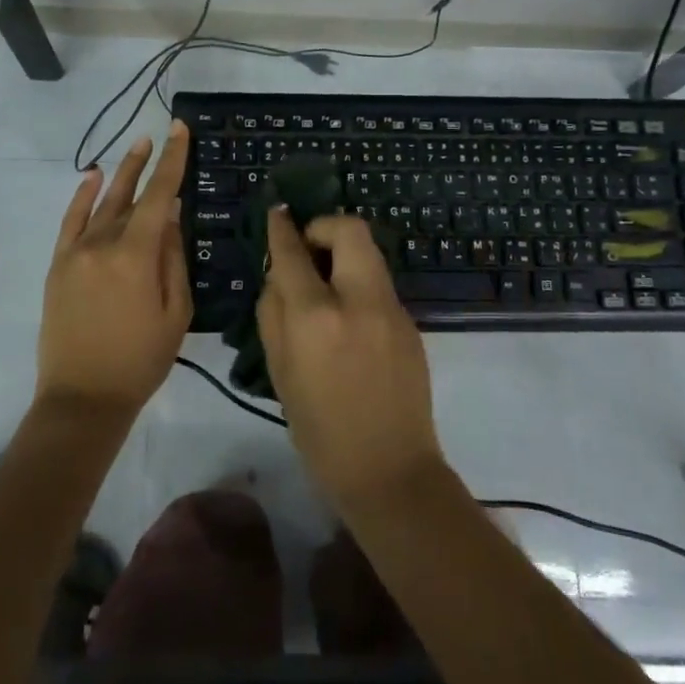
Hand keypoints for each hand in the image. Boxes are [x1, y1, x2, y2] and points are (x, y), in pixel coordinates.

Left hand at [37, 122, 192, 418]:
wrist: (83, 397)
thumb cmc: (141, 359)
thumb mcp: (175, 312)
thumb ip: (173, 259)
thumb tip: (172, 218)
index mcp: (136, 255)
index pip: (159, 195)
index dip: (172, 161)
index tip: (180, 131)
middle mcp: (103, 243)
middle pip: (129, 193)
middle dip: (148, 162)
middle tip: (160, 135)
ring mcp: (76, 252)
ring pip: (102, 203)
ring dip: (120, 174)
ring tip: (136, 148)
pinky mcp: (59, 265)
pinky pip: (71, 221)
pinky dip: (82, 197)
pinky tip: (92, 176)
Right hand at [257, 210, 446, 511]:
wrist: (389, 469)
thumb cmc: (320, 430)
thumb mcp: (280, 372)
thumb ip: (274, 313)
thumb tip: (278, 275)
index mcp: (317, 318)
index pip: (294, 253)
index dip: (282, 228)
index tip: (277, 213)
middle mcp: (359, 302)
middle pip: (349, 230)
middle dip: (324, 227)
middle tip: (308, 249)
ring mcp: (392, 310)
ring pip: (369, 254)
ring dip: (343, 255)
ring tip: (325, 284)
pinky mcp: (410, 323)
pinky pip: (379, 284)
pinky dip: (358, 283)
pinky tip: (349, 317)